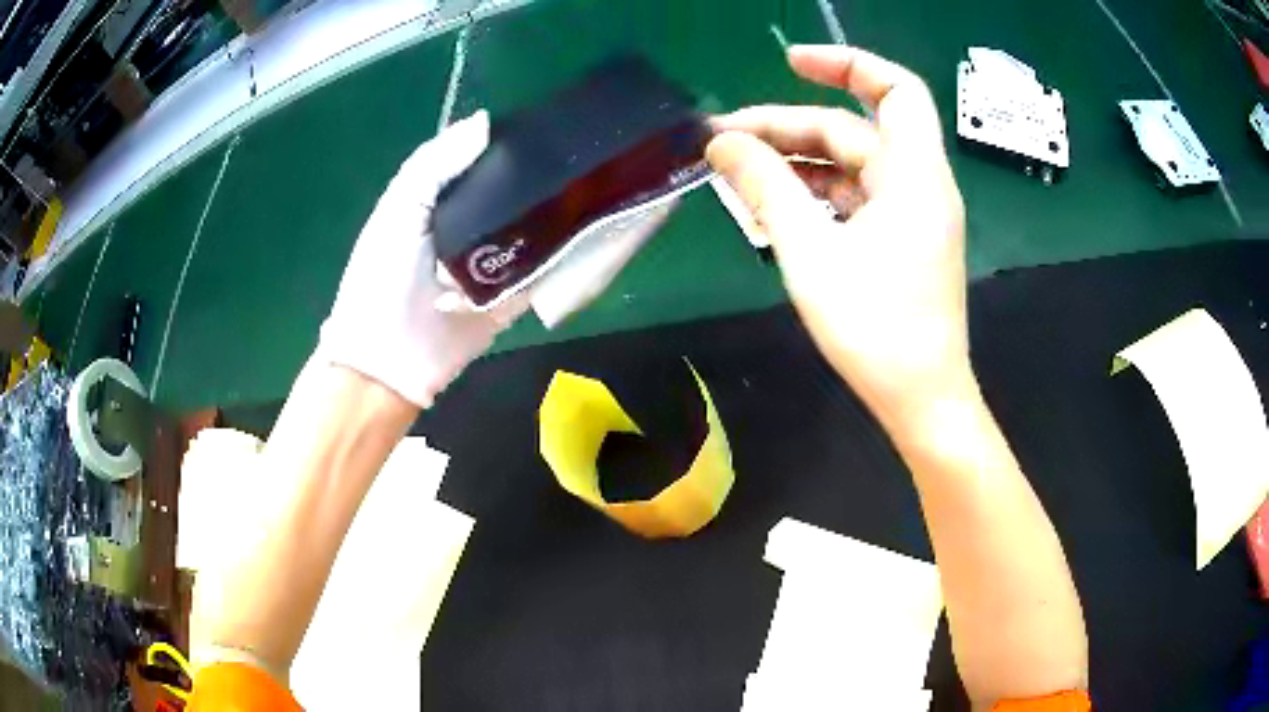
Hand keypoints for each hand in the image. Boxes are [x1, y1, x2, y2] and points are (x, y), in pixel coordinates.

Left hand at [318, 111, 672, 407]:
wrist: (390, 360)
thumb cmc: (383, 275)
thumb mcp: (398, 208)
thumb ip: (434, 164)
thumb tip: (486, 122)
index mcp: (443, 199)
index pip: (483, 161)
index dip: (511, 140)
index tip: (552, 120)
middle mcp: (474, 224)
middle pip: (516, 191)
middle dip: (545, 172)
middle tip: (587, 150)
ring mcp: (498, 261)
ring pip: (536, 226)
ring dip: (563, 208)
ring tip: (603, 180)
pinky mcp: (516, 294)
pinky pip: (547, 269)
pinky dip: (569, 252)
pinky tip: (600, 226)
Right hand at [707, 46, 970, 427]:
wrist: (920, 399)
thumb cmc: (875, 329)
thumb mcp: (810, 252)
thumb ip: (765, 186)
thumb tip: (720, 142)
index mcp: (914, 174)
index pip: (895, 89)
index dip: (846, 63)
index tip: (789, 63)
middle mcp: (919, 183)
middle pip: (853, 130)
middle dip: (788, 126)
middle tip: (723, 141)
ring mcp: (911, 214)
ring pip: (850, 166)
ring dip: (796, 161)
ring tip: (736, 172)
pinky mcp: (901, 240)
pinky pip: (855, 197)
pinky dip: (815, 192)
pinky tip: (774, 203)